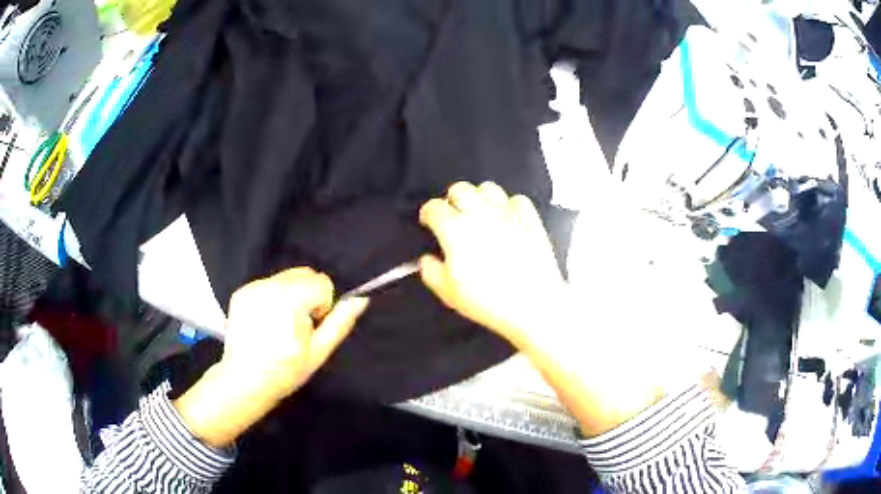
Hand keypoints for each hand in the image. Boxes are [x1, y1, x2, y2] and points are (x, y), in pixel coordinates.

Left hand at [175, 268, 368, 446]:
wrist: (244, 380)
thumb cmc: (285, 371)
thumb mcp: (318, 352)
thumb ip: (340, 322)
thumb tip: (361, 298)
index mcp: (290, 299)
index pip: (322, 282)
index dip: (322, 305)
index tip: (310, 328)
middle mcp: (269, 285)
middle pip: (304, 273)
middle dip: (308, 295)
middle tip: (297, 326)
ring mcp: (252, 287)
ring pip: (287, 276)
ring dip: (292, 294)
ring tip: (281, 323)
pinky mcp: (241, 291)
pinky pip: (269, 283)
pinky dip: (274, 296)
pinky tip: (266, 321)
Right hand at [419, 182, 565, 347]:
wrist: (532, 303)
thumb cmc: (488, 301)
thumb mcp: (448, 293)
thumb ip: (431, 271)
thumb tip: (427, 259)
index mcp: (455, 229)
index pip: (434, 207)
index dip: (428, 212)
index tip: (429, 221)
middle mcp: (480, 213)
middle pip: (460, 189)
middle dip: (452, 199)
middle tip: (453, 215)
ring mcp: (507, 213)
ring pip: (488, 188)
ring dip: (480, 197)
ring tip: (480, 213)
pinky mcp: (530, 218)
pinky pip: (517, 199)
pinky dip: (509, 205)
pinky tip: (507, 219)